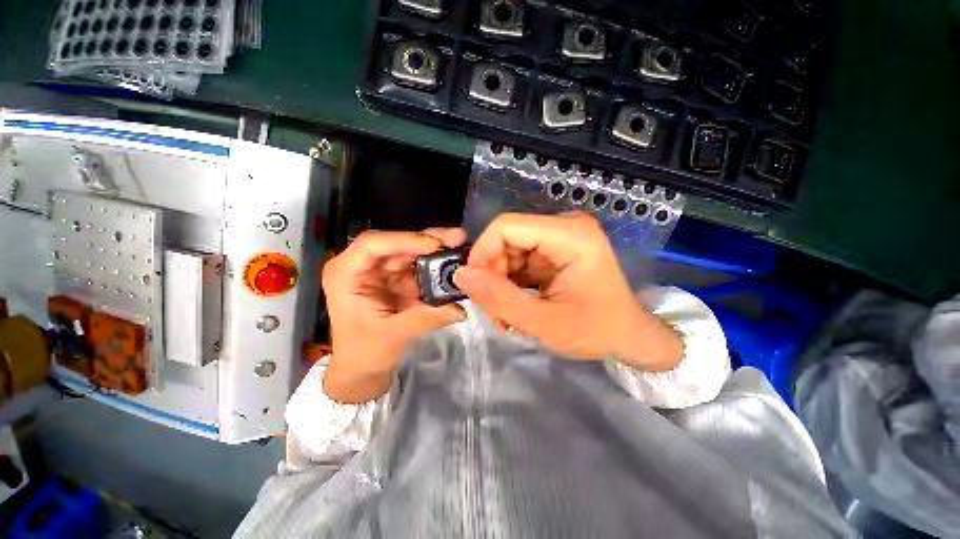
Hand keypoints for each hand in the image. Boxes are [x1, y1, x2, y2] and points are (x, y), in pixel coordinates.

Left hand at [322, 228, 466, 402]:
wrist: (364, 366)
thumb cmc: (365, 352)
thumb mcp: (393, 336)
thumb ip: (426, 319)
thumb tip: (460, 310)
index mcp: (346, 274)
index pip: (373, 245)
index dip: (405, 240)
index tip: (435, 244)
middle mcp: (363, 266)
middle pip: (397, 244)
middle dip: (428, 240)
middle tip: (457, 237)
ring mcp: (382, 271)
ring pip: (410, 251)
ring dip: (436, 249)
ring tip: (460, 245)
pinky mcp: (398, 278)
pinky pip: (419, 266)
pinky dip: (437, 264)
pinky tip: (454, 261)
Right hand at [454, 212, 682, 370]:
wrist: (629, 337)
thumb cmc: (596, 332)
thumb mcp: (543, 322)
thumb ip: (499, 298)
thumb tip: (460, 275)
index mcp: (570, 235)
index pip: (506, 227)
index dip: (482, 253)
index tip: (475, 287)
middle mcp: (565, 227)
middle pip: (507, 240)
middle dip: (493, 276)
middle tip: (494, 312)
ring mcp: (560, 238)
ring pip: (509, 252)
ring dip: (501, 284)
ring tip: (505, 317)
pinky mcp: (555, 251)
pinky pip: (519, 261)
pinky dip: (511, 285)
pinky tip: (514, 308)